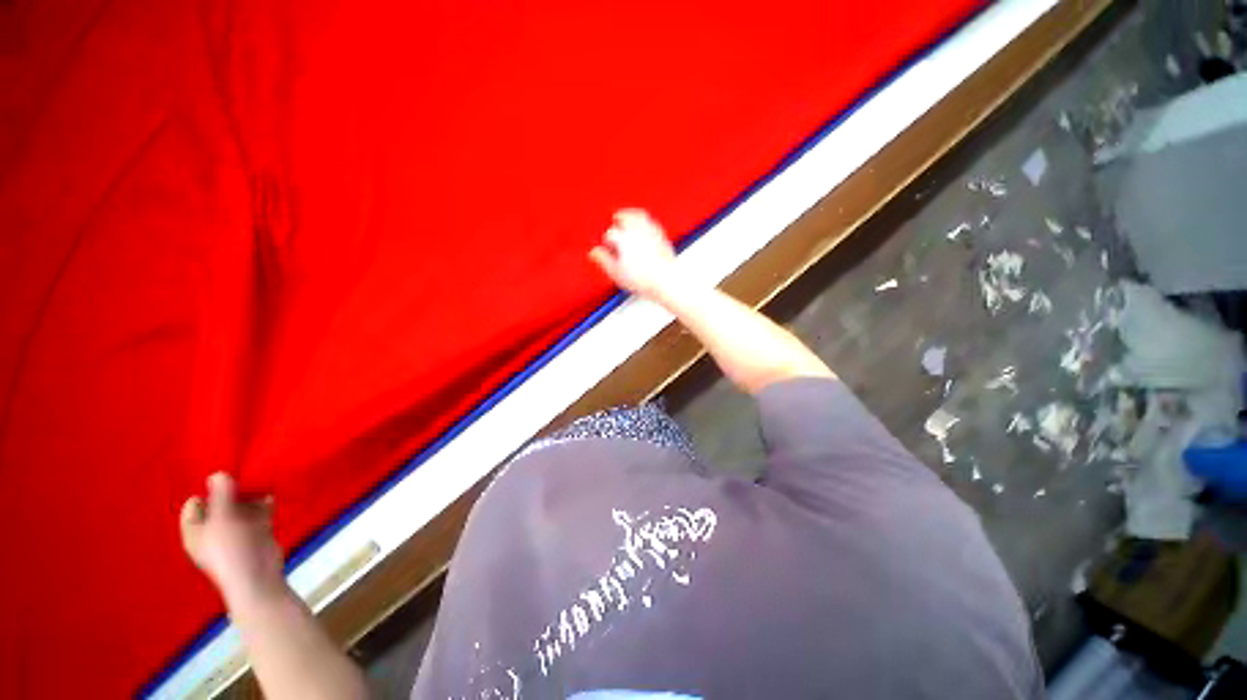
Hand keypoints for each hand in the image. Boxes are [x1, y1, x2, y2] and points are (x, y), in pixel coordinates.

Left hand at [180, 472, 285, 603]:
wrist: (257, 576)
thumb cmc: (230, 548)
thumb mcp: (222, 519)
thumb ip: (220, 495)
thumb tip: (217, 473)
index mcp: (195, 530)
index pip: (195, 504)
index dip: (207, 491)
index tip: (225, 477)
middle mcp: (213, 529)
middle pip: (220, 503)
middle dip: (233, 491)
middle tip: (246, 476)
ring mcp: (236, 531)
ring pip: (241, 507)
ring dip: (251, 495)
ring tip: (261, 481)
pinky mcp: (257, 532)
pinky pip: (259, 512)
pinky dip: (264, 503)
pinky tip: (271, 495)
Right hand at [589, 208, 678, 299]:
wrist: (664, 280)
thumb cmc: (643, 278)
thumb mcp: (616, 273)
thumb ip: (603, 260)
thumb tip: (594, 252)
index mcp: (623, 238)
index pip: (610, 234)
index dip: (607, 241)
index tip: (606, 246)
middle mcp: (637, 231)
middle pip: (626, 217)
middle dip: (620, 217)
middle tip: (616, 217)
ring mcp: (651, 231)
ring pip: (640, 215)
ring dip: (633, 214)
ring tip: (630, 215)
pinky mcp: (662, 236)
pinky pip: (653, 223)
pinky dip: (647, 221)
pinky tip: (647, 225)